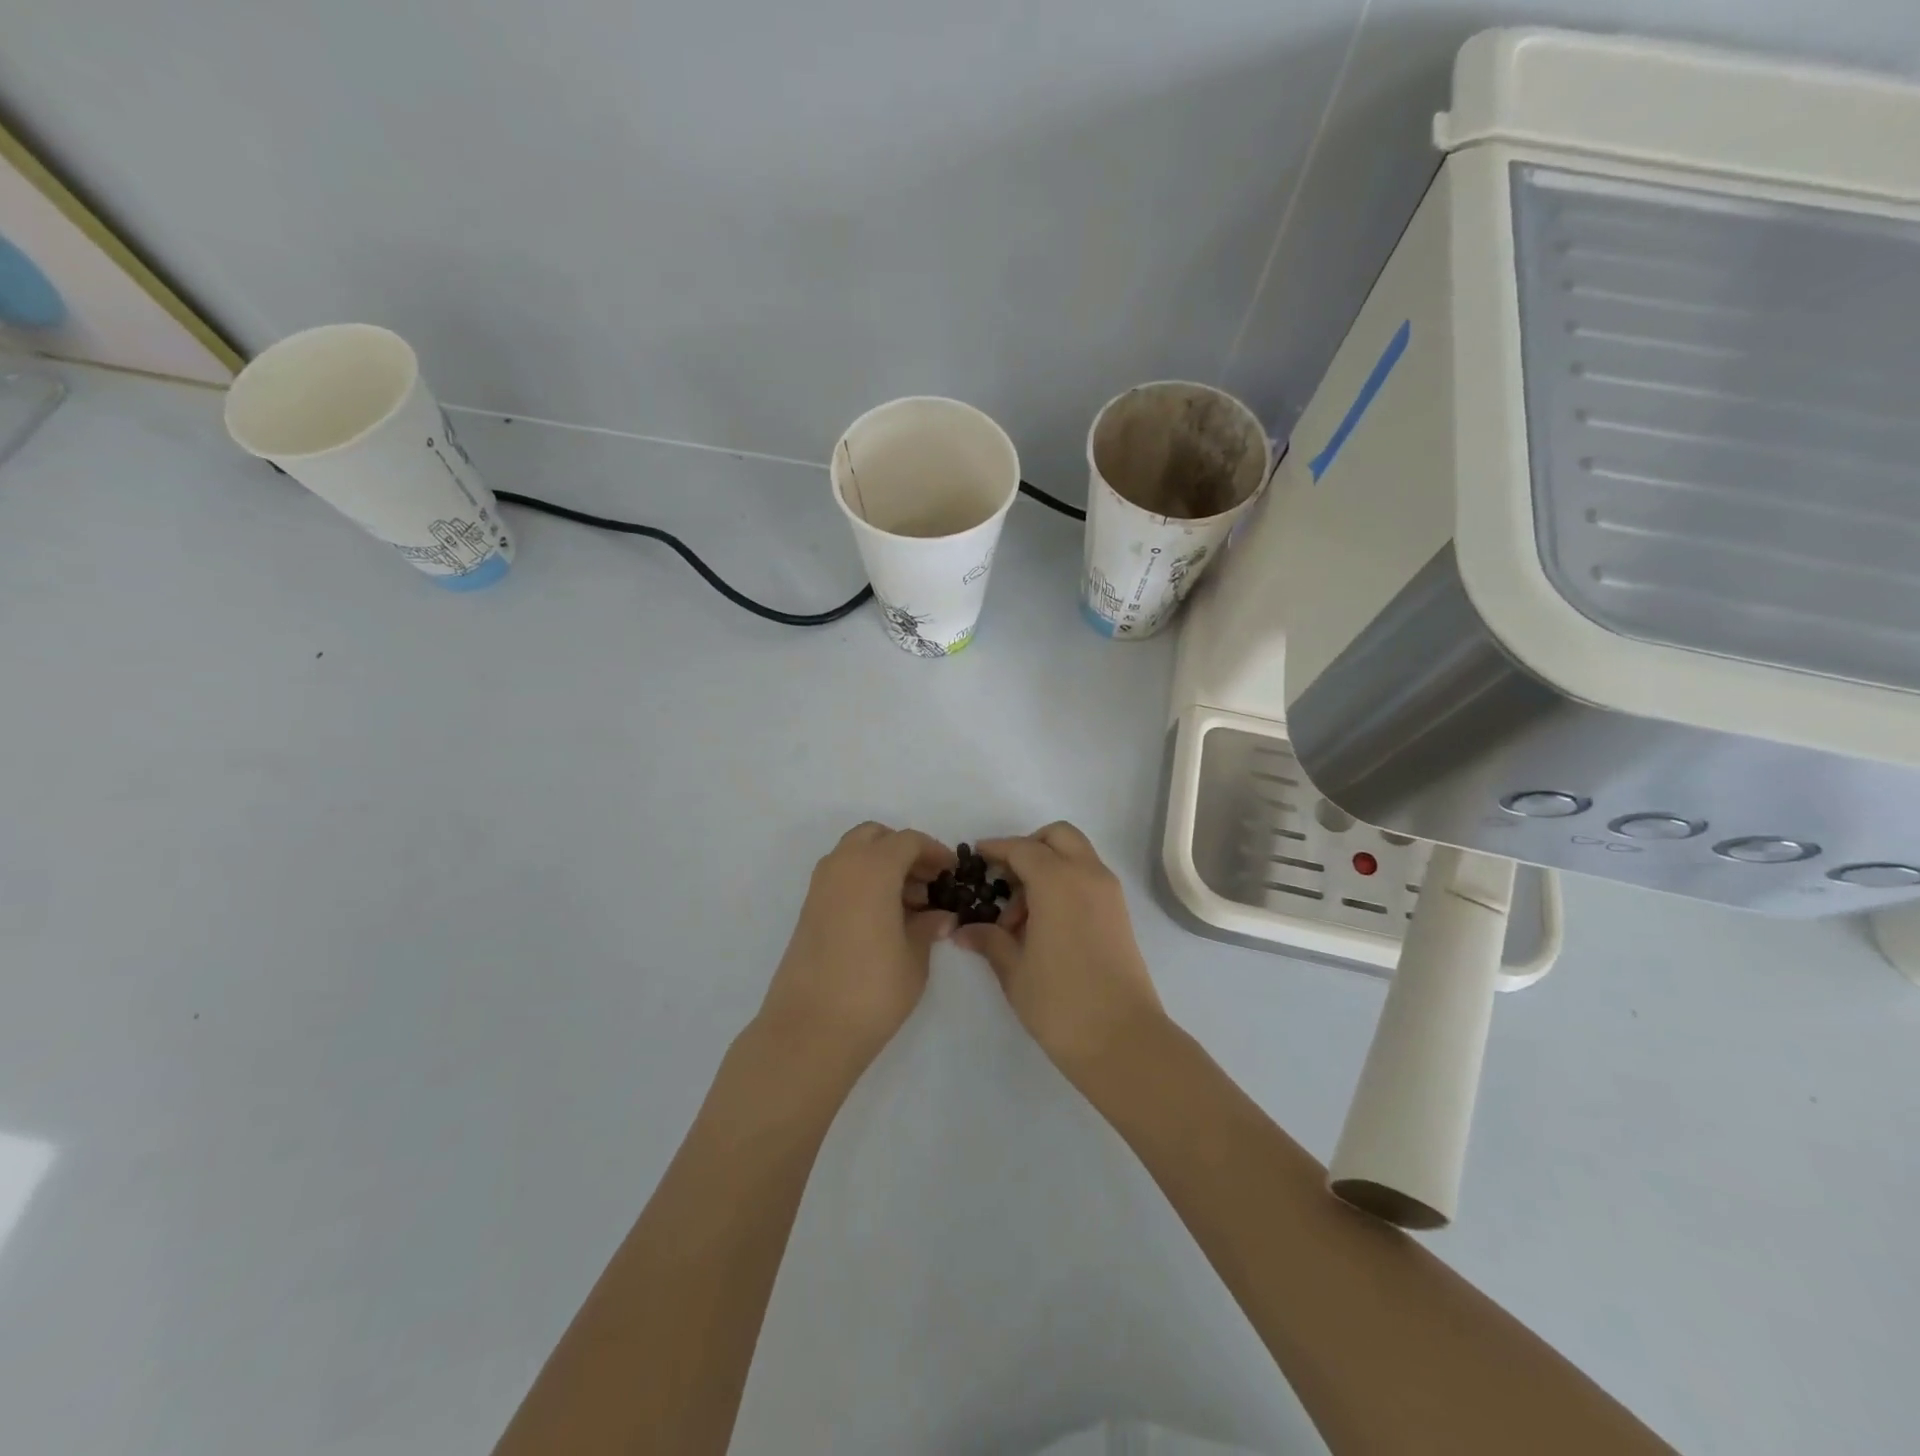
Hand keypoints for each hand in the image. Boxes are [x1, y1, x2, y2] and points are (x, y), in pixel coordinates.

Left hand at [756, 823, 956, 1074]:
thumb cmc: (872, 990)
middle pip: (875, 837)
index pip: (908, 841)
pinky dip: (863, 880)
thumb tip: (940, 916)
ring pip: (854, 853)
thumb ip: (927, 926)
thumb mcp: (914, 957)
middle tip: (927, 882)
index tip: (951, 872)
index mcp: (872, 868)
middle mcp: (842, 866)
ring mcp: (819, 887)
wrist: (809, 1030)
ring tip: (908, 904)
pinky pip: (840, 876)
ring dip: (881, 864)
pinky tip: (882, 916)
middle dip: (903, 851)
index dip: (934, 852)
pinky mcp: (808, 909)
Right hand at [955, 822, 1164, 1081]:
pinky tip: (1044, 924)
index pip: (1022, 849)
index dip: (996, 849)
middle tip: (1005, 881)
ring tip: (1021, 917)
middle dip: (1029, 848)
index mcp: (1058, 881)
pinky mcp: (1119, 913)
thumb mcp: (1014, 971)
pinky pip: (1088, 878)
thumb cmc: (1061, 1003)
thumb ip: (990, 940)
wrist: (1123, 1040)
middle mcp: (1088, 875)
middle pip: (1058, 837)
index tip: (976, 856)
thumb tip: (964, 931)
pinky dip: (1065, 883)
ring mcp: (1109, 893)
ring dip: (1048, 867)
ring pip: (1076, 855)